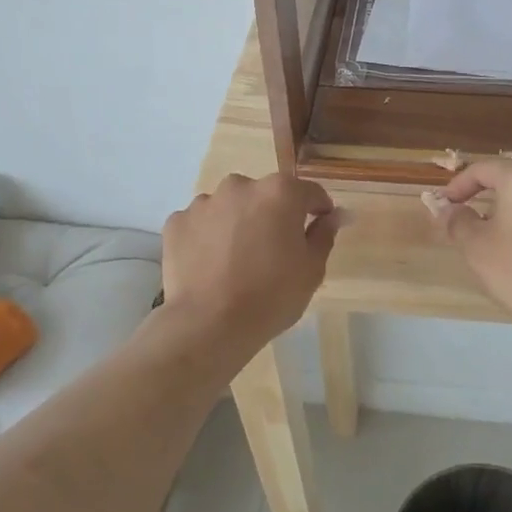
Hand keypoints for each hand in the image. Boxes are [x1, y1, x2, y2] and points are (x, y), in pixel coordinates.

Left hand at [161, 173, 340, 352]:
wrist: (209, 324)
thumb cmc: (271, 296)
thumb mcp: (312, 269)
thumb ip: (324, 234)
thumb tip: (334, 215)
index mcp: (280, 192)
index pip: (309, 192)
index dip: (318, 211)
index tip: (318, 229)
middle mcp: (241, 186)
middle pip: (265, 196)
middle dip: (273, 215)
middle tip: (274, 251)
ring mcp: (204, 202)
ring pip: (230, 207)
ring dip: (238, 223)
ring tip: (237, 260)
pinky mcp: (177, 222)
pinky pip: (201, 223)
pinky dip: (208, 236)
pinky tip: (211, 265)